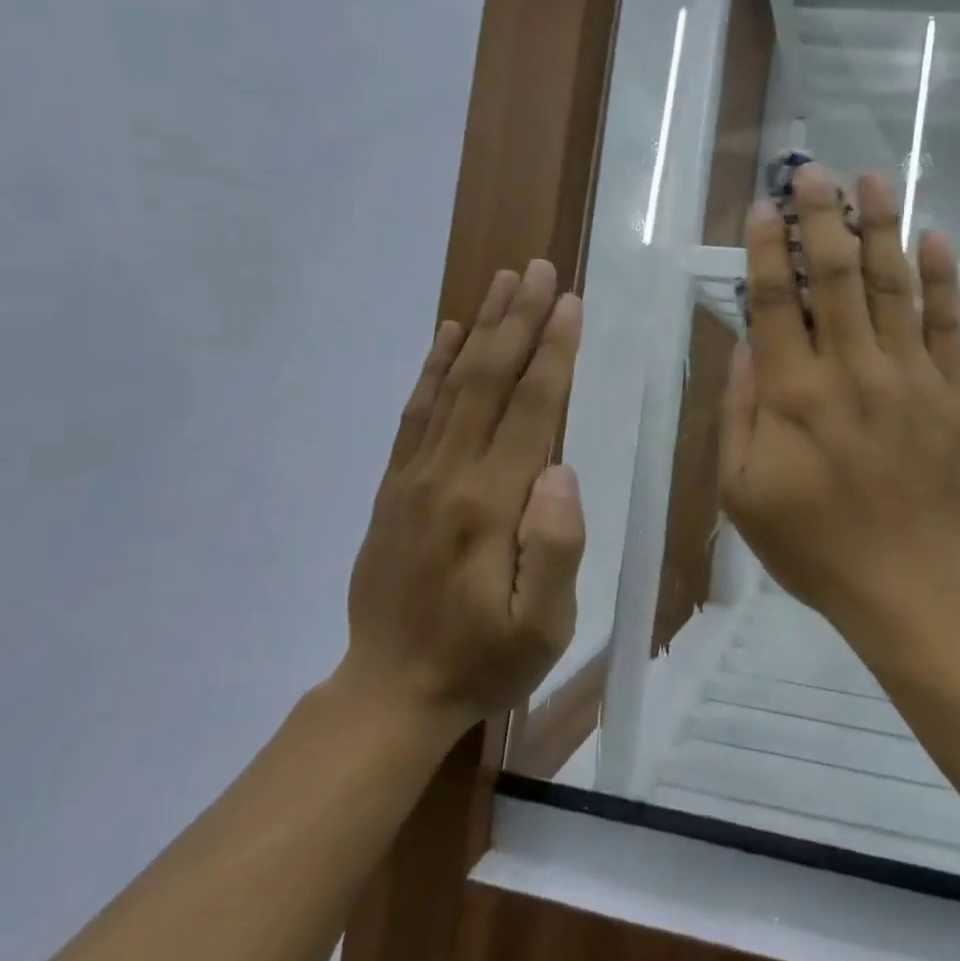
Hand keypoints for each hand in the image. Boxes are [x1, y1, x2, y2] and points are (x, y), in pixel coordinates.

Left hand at [338, 261, 585, 734]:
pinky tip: (449, 334)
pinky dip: (433, 366)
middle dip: (518, 320)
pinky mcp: (396, 485)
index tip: (569, 302)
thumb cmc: (484, 661)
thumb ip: (555, 546)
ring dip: (480, 328)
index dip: (553, 352)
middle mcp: (449, 475)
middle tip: (539, 269)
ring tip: (502, 282)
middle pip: (488, 380)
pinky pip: (415, 412)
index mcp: (491, 505)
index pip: (531, 409)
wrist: (391, 691)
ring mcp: (415, 476)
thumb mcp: (542, 626)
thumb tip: (560, 468)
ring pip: (451, 384)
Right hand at [720, 164, 959, 631]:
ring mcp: (910, 377)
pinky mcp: (955, 394)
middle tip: (812, 170)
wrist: (914, 587)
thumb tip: (744, 346)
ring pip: (891, 286)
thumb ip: (740, 414)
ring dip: (878, 228)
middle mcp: (850, 370)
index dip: (765, 249)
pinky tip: (935, 235)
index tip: (763, 207)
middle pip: (833, 277)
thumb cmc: (816, 547)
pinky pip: (948, 324)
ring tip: (872, 178)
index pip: (775, 302)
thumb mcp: (744, 494)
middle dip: (820, 217)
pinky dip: (942, 277)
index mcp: (794, 394)